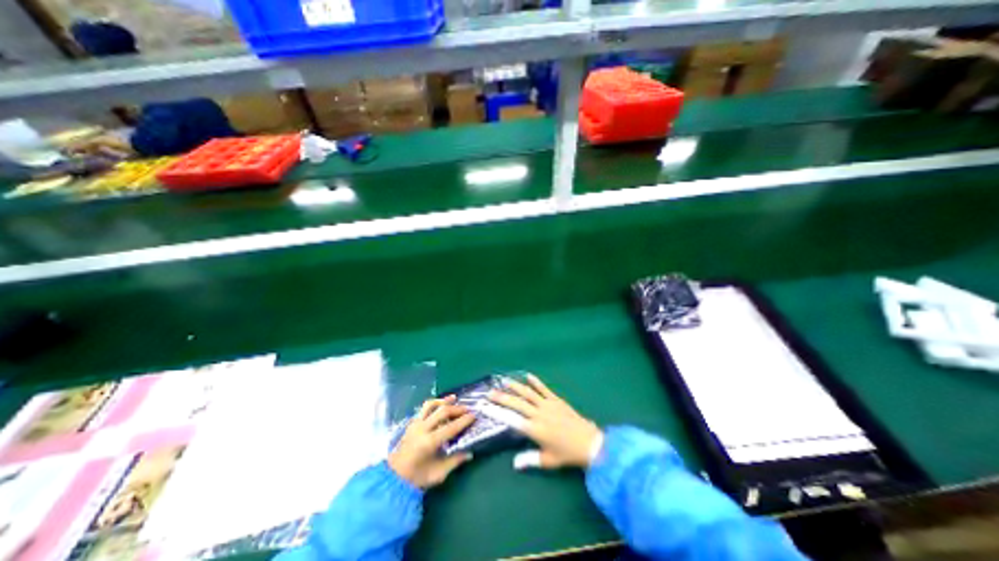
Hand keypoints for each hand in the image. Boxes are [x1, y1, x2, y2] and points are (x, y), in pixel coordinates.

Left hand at [385, 395, 475, 489]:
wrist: (393, 478)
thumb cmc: (417, 478)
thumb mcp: (438, 474)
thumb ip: (455, 461)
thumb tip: (470, 453)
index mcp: (429, 442)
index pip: (451, 427)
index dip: (464, 421)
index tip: (474, 416)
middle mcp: (422, 429)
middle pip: (442, 412)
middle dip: (457, 409)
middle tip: (467, 409)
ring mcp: (415, 424)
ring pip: (431, 405)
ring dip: (444, 400)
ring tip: (454, 398)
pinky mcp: (411, 423)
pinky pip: (424, 408)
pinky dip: (434, 403)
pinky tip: (440, 404)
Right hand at [491, 377, 603, 468]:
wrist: (589, 443)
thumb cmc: (567, 454)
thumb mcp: (547, 460)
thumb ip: (530, 460)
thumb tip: (514, 464)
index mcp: (534, 429)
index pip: (511, 419)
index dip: (497, 412)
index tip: (486, 406)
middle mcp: (538, 414)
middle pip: (517, 403)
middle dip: (502, 397)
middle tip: (490, 392)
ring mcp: (548, 404)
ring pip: (528, 393)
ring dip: (515, 386)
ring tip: (504, 381)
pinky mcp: (556, 399)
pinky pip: (544, 389)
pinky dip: (535, 382)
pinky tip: (528, 376)